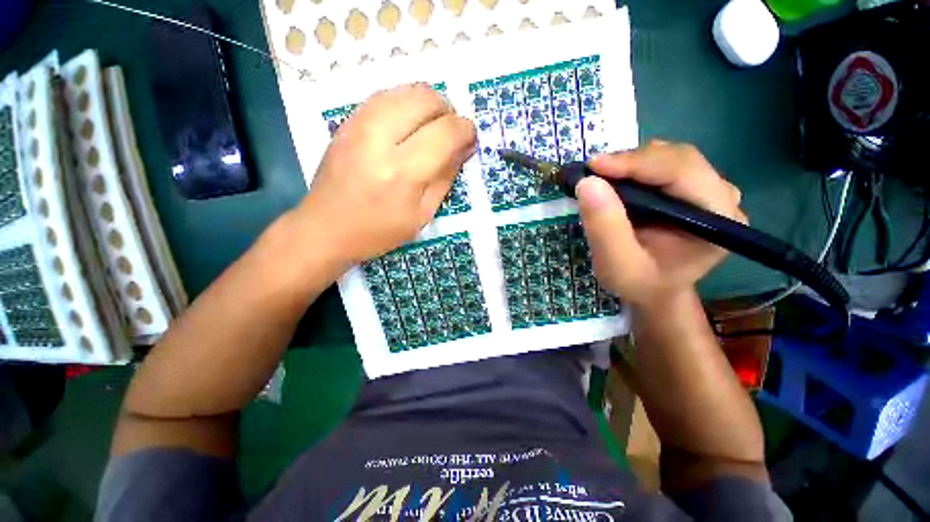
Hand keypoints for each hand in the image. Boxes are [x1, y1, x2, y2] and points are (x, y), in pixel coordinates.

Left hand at [297, 84, 475, 268]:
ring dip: (428, 104)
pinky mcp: (348, 120)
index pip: (445, 132)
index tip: (469, 140)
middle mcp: (379, 139)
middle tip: (450, 134)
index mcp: (402, 172)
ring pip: (406, 89)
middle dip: (448, 112)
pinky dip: (406, 103)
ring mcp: (359, 124)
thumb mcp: (422, 214)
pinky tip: (409, 124)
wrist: (325, 227)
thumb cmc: (379, 231)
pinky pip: (386, 95)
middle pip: (426, 99)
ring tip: (431, 128)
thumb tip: (464, 147)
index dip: (465, 130)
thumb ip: (446, 177)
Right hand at [577, 140, 745, 306]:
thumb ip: (605, 228)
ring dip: (630, 163)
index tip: (593, 167)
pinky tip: (615, 180)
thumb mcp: (616, 265)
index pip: (682, 172)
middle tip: (592, 173)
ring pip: (669, 157)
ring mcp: (709, 190)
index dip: (636, 163)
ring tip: (600, 178)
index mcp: (717, 220)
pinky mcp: (692, 189)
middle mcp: (722, 198)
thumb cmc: (640, 284)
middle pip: (678, 158)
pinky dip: (633, 168)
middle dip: (631, 161)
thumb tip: (588, 183)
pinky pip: (662, 165)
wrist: (655, 290)